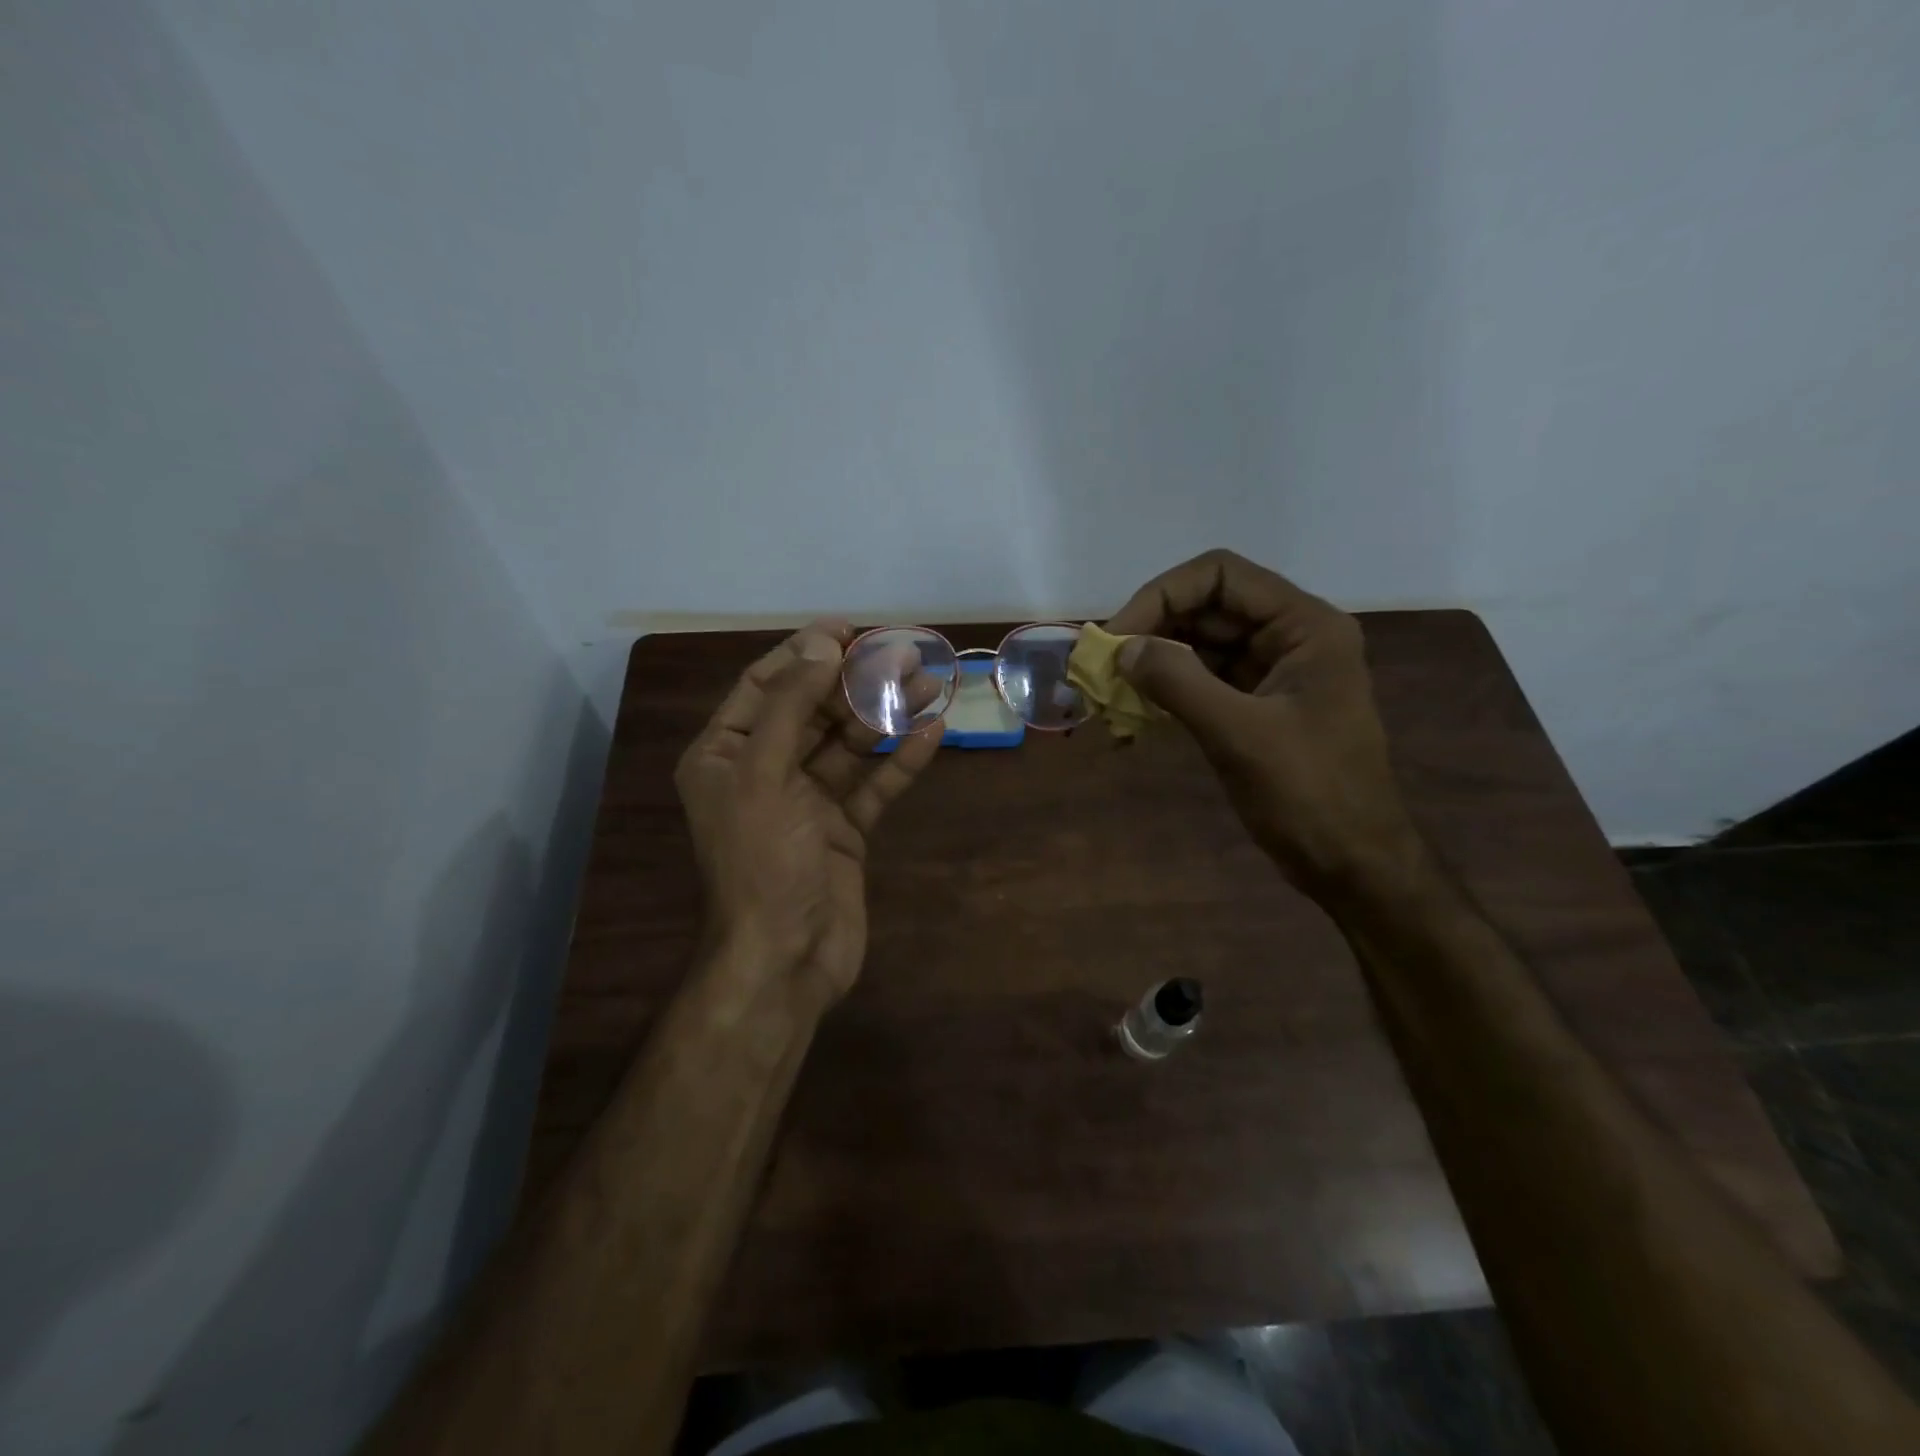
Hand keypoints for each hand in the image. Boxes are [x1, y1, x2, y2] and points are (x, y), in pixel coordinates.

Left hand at [674, 621, 944, 1003]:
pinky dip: (899, 761)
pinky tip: (932, 734)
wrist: (788, 958)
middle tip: (905, 656)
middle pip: (813, 711)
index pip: (765, 686)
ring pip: (849, 745)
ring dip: (886, 716)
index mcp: (727, 755)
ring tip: (931, 685)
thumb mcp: (764, 774)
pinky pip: (873, 785)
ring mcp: (807, 802)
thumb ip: (791, 705)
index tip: (848, 629)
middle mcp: (764, 771)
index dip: (804, 653)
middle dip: (856, 683)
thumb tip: (822, 645)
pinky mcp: (844, 829)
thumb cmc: (763, 861)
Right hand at [1106, 549, 1420, 892]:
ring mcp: (1272, 672)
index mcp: (1304, 626)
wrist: (1353, 864)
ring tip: (1107, 693)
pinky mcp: (1255, 705)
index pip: (1221, 576)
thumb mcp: (1240, 735)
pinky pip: (1202, 682)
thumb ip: (1179, 683)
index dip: (1161, 595)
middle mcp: (1289, 637)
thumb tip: (1122, 648)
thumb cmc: (1310, 795)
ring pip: (1199, 645)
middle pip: (1206, 608)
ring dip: (1152, 664)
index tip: (1117, 636)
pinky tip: (1131, 719)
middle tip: (1100, 667)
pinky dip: (1165, 693)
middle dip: (1150, 631)